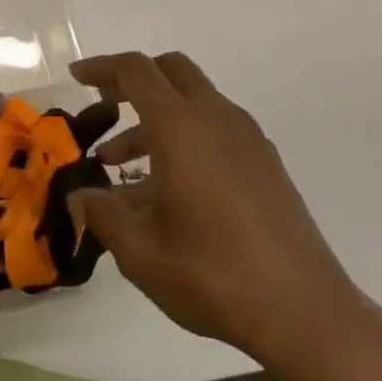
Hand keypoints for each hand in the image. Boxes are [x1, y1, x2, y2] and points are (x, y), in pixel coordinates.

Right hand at [68, 51, 381, 380]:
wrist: (306, 312)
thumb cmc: (214, 275)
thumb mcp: (141, 252)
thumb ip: (102, 214)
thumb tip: (79, 196)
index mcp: (181, 127)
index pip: (135, 71)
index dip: (101, 68)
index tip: (75, 79)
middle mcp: (216, 118)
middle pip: (170, 70)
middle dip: (132, 80)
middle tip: (103, 106)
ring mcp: (247, 138)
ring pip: (193, 102)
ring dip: (155, 118)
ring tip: (121, 166)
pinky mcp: (265, 162)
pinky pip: (215, 128)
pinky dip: (184, 136)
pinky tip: (168, 188)